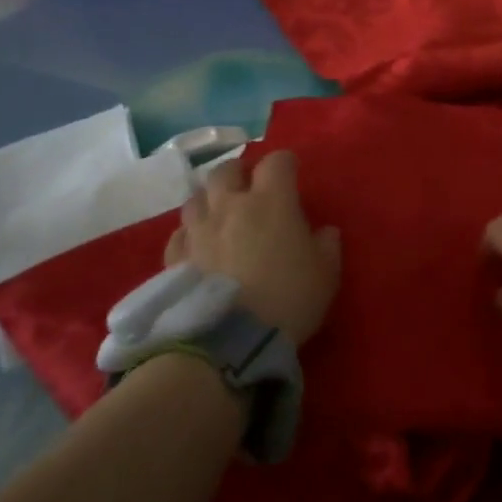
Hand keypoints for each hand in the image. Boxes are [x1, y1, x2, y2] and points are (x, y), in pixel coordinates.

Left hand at [163, 150, 340, 346]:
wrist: (230, 340)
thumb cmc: (288, 299)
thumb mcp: (326, 274)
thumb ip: (327, 246)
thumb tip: (324, 231)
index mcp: (271, 201)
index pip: (277, 162)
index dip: (285, 163)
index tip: (292, 172)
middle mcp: (230, 205)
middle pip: (227, 170)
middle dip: (239, 173)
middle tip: (250, 186)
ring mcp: (198, 230)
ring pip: (196, 197)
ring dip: (210, 199)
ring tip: (219, 212)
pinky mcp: (175, 257)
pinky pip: (179, 233)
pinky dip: (190, 233)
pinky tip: (198, 244)